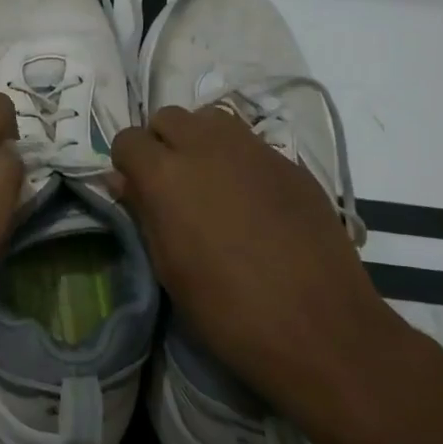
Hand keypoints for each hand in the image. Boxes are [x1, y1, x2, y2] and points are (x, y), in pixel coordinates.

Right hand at [110, 105, 442, 443]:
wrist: (319, 326)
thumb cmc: (227, 309)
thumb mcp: (169, 268)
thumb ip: (144, 212)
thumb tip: (123, 180)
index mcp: (166, 174)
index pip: (128, 139)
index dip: (128, 163)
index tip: (137, 191)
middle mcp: (206, 146)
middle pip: (168, 117)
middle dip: (162, 143)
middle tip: (172, 185)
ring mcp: (253, 150)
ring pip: (212, 119)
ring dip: (200, 141)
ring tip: (211, 184)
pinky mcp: (291, 163)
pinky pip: (251, 144)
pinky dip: (240, 160)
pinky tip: (253, 203)